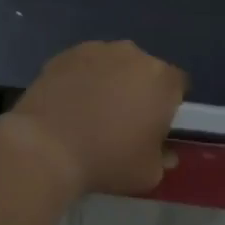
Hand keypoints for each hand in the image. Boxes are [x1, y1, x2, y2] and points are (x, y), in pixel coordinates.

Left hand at [3, 41, 187, 196]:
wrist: (46, 148)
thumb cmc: (107, 160)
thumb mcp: (148, 174)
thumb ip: (162, 159)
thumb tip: (163, 153)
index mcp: (162, 80)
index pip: (178, 85)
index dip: (169, 104)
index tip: (155, 125)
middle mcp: (134, 55)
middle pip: (145, 70)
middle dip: (139, 89)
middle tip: (123, 119)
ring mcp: (97, 50)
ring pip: (113, 64)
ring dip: (109, 81)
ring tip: (91, 111)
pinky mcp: (65, 54)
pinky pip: (83, 65)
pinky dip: (81, 79)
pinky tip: (68, 103)